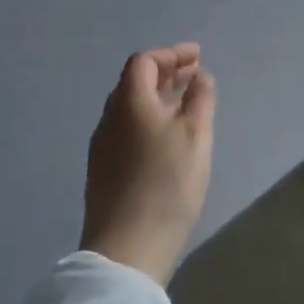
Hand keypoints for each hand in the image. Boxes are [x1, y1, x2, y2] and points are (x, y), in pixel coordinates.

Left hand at [81, 44, 216, 284]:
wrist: (127, 248)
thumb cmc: (167, 183)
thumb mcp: (195, 135)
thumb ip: (200, 99)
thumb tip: (199, 77)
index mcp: (129, 101)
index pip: (145, 62)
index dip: (171, 54)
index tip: (197, 57)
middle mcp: (110, 118)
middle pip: (134, 82)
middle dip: (165, 73)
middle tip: (194, 75)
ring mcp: (103, 146)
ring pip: (130, 107)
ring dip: (157, 97)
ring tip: (185, 103)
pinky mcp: (104, 171)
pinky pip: (127, 129)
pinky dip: (149, 119)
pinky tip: (167, 137)